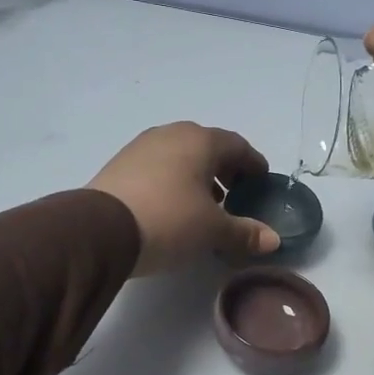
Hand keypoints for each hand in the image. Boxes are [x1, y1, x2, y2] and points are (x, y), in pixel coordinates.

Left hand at [88, 122, 280, 275]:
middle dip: (225, 171)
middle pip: (208, 148)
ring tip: (205, 206)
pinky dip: (173, 182)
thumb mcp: (212, 230)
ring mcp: (141, 147)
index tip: (262, 182)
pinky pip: (158, 168)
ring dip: (198, 177)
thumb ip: (244, 232)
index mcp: (200, 140)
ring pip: (180, 156)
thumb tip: (273, 240)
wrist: (100, 230)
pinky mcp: (120, 165)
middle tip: (235, 196)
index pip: (238, 146)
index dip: (253, 165)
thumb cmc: (169, 220)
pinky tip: (173, 207)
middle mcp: (171, 134)